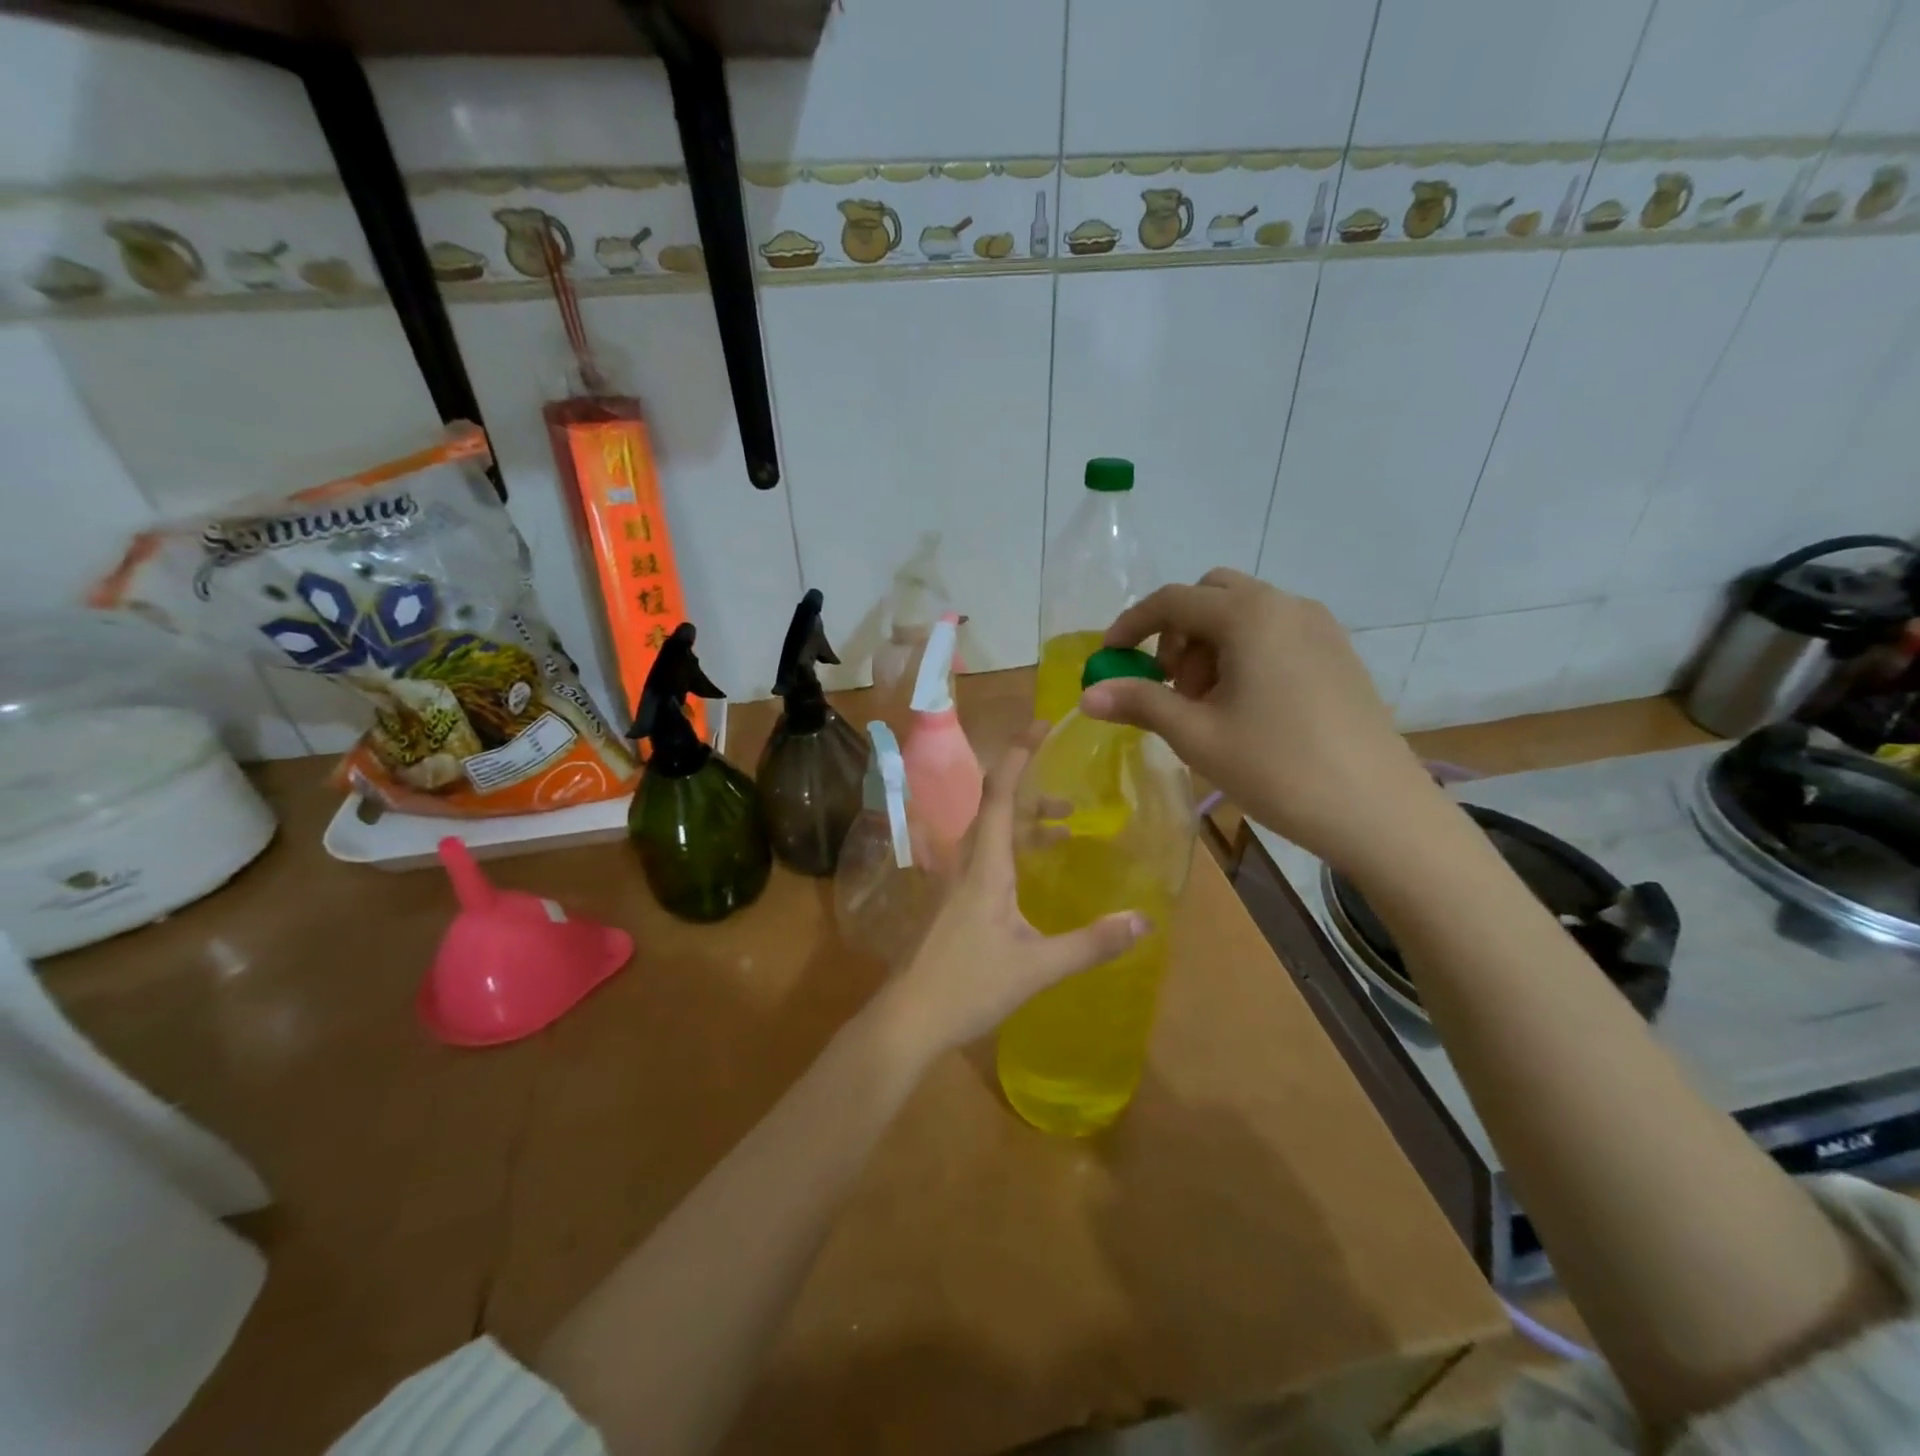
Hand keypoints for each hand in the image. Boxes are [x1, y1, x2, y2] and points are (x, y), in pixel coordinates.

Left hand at [875, 726, 1146, 1058]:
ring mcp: (954, 882)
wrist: (908, 1018)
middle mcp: (966, 862)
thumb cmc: (969, 985)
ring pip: (990, 834)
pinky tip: (1032, 876)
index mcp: (985, 865)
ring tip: (1066, 830)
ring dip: (1026, 824)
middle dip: (1034, 792)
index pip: (1001, 793)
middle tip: (1073, 800)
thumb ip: (1091, 944)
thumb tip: (1144, 921)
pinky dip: (1013, 849)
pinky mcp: (950, 901)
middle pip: (997, 808)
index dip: (1019, 754)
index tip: (1042, 725)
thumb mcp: (1038, 966)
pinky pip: (984, 857)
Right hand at [1079, 568, 1440, 873]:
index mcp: (1250, 616)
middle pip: (1211, 596)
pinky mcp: (1338, 654)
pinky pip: (1275, 633)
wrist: (1379, 811)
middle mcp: (1286, 606)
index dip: (1132, 625)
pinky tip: (1245, 708)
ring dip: (1209, 645)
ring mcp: (1320, 628)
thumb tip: (1087, 695)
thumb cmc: (1278, 768)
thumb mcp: (1197, 735)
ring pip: (1245, 614)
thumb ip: (1140, 704)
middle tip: (1169, 685)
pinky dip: (1244, 653)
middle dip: (1177, 632)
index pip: (1173, 600)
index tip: (1109, 658)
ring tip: (1206, 705)